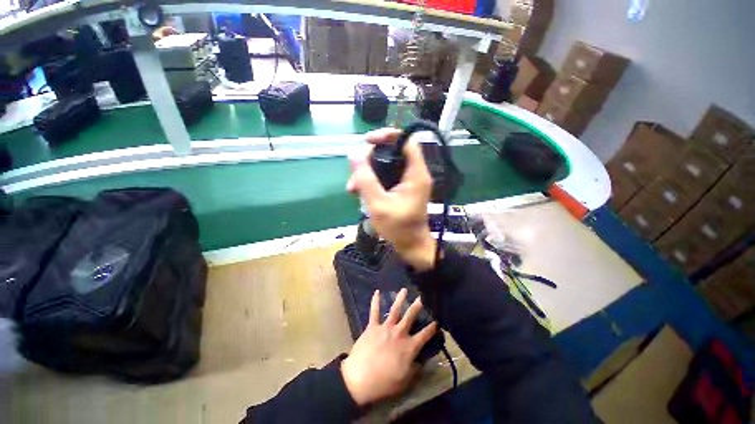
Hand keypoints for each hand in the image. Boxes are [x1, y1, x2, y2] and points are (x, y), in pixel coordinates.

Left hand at [341, 288, 437, 405]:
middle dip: (417, 305)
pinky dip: (375, 301)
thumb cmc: (385, 382)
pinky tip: (377, 292)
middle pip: (410, 316)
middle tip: (421, 296)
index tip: (437, 320)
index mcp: (409, 346)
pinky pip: (374, 311)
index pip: (425, 335)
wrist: (360, 378)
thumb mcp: (405, 381)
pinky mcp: (373, 326)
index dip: (432, 328)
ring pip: (395, 309)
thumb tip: (421, 361)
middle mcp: (399, 333)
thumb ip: (415, 369)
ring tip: (404, 289)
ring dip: (400, 298)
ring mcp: (385, 327)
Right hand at [347, 128, 436, 270]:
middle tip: (355, 174)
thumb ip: (366, 179)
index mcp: (415, 174)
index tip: (368, 141)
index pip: (406, 140)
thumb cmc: (398, 228)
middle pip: (392, 152)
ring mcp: (408, 181)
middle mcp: (414, 173)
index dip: (387, 135)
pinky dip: (373, 181)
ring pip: (386, 165)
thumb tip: (354, 154)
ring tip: (352, 188)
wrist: (410, 245)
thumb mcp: (378, 204)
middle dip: (370, 159)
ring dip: (368, 173)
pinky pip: (386, 177)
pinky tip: (359, 192)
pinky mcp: (402, 189)